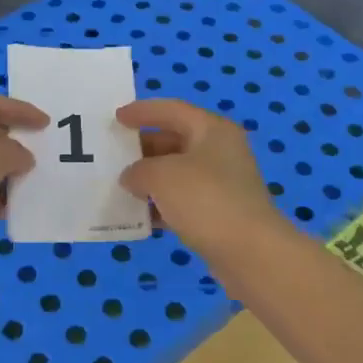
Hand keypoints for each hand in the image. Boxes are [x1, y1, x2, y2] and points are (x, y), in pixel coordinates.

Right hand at [116, 99, 282, 254]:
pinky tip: (140, 217)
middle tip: (113, 156)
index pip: (172, 110)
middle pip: (174, 140)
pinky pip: (184, 201)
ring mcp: (222, 183)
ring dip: (150, 179)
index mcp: (212, 130)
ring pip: (178, 173)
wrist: (249, 252)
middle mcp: (220, 151)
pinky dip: (162, 205)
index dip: (142, 111)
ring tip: (120, 187)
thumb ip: (138, 170)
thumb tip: (132, 177)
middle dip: (143, 148)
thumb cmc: (205, 200)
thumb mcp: (161, 176)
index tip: (116, 118)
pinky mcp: (220, 213)